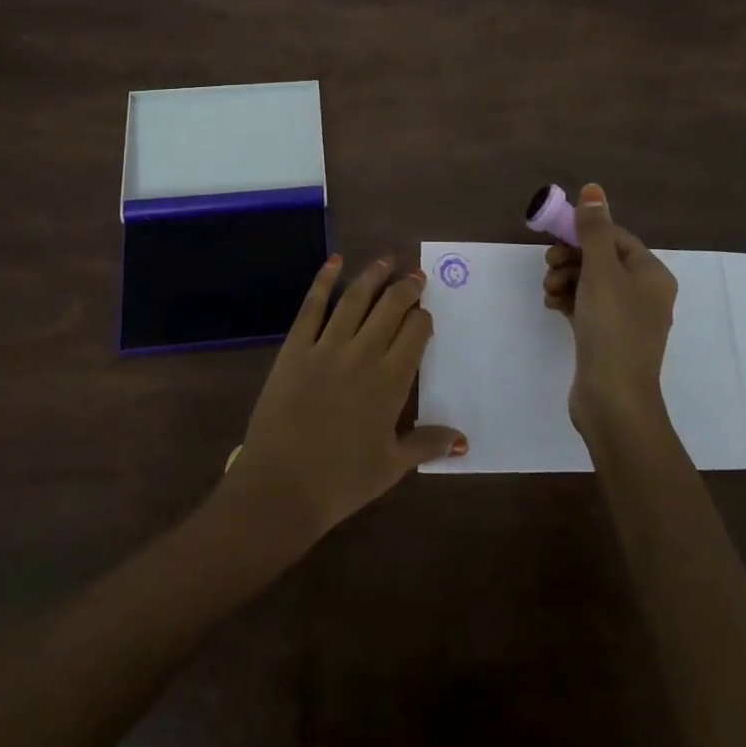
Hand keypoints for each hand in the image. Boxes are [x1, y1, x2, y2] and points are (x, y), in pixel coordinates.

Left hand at [221, 256, 466, 550]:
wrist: (282, 487)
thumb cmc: (341, 481)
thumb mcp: (392, 466)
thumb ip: (427, 443)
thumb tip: (463, 439)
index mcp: (391, 381)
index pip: (416, 332)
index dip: (423, 318)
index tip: (425, 315)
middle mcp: (363, 354)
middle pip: (391, 307)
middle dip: (407, 288)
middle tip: (415, 276)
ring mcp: (326, 347)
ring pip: (356, 299)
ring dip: (373, 275)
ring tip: (387, 260)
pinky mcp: (295, 347)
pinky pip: (312, 307)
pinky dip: (324, 280)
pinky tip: (335, 261)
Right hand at [541, 184, 677, 441]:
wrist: (613, 400)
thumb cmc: (612, 328)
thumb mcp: (601, 271)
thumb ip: (593, 230)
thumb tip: (594, 189)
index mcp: (651, 274)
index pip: (616, 237)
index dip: (584, 233)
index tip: (555, 238)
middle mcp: (644, 293)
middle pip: (601, 259)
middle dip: (570, 258)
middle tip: (548, 266)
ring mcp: (626, 318)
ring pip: (590, 283)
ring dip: (565, 279)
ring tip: (549, 291)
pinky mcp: (607, 338)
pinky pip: (586, 306)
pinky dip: (568, 300)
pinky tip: (552, 305)